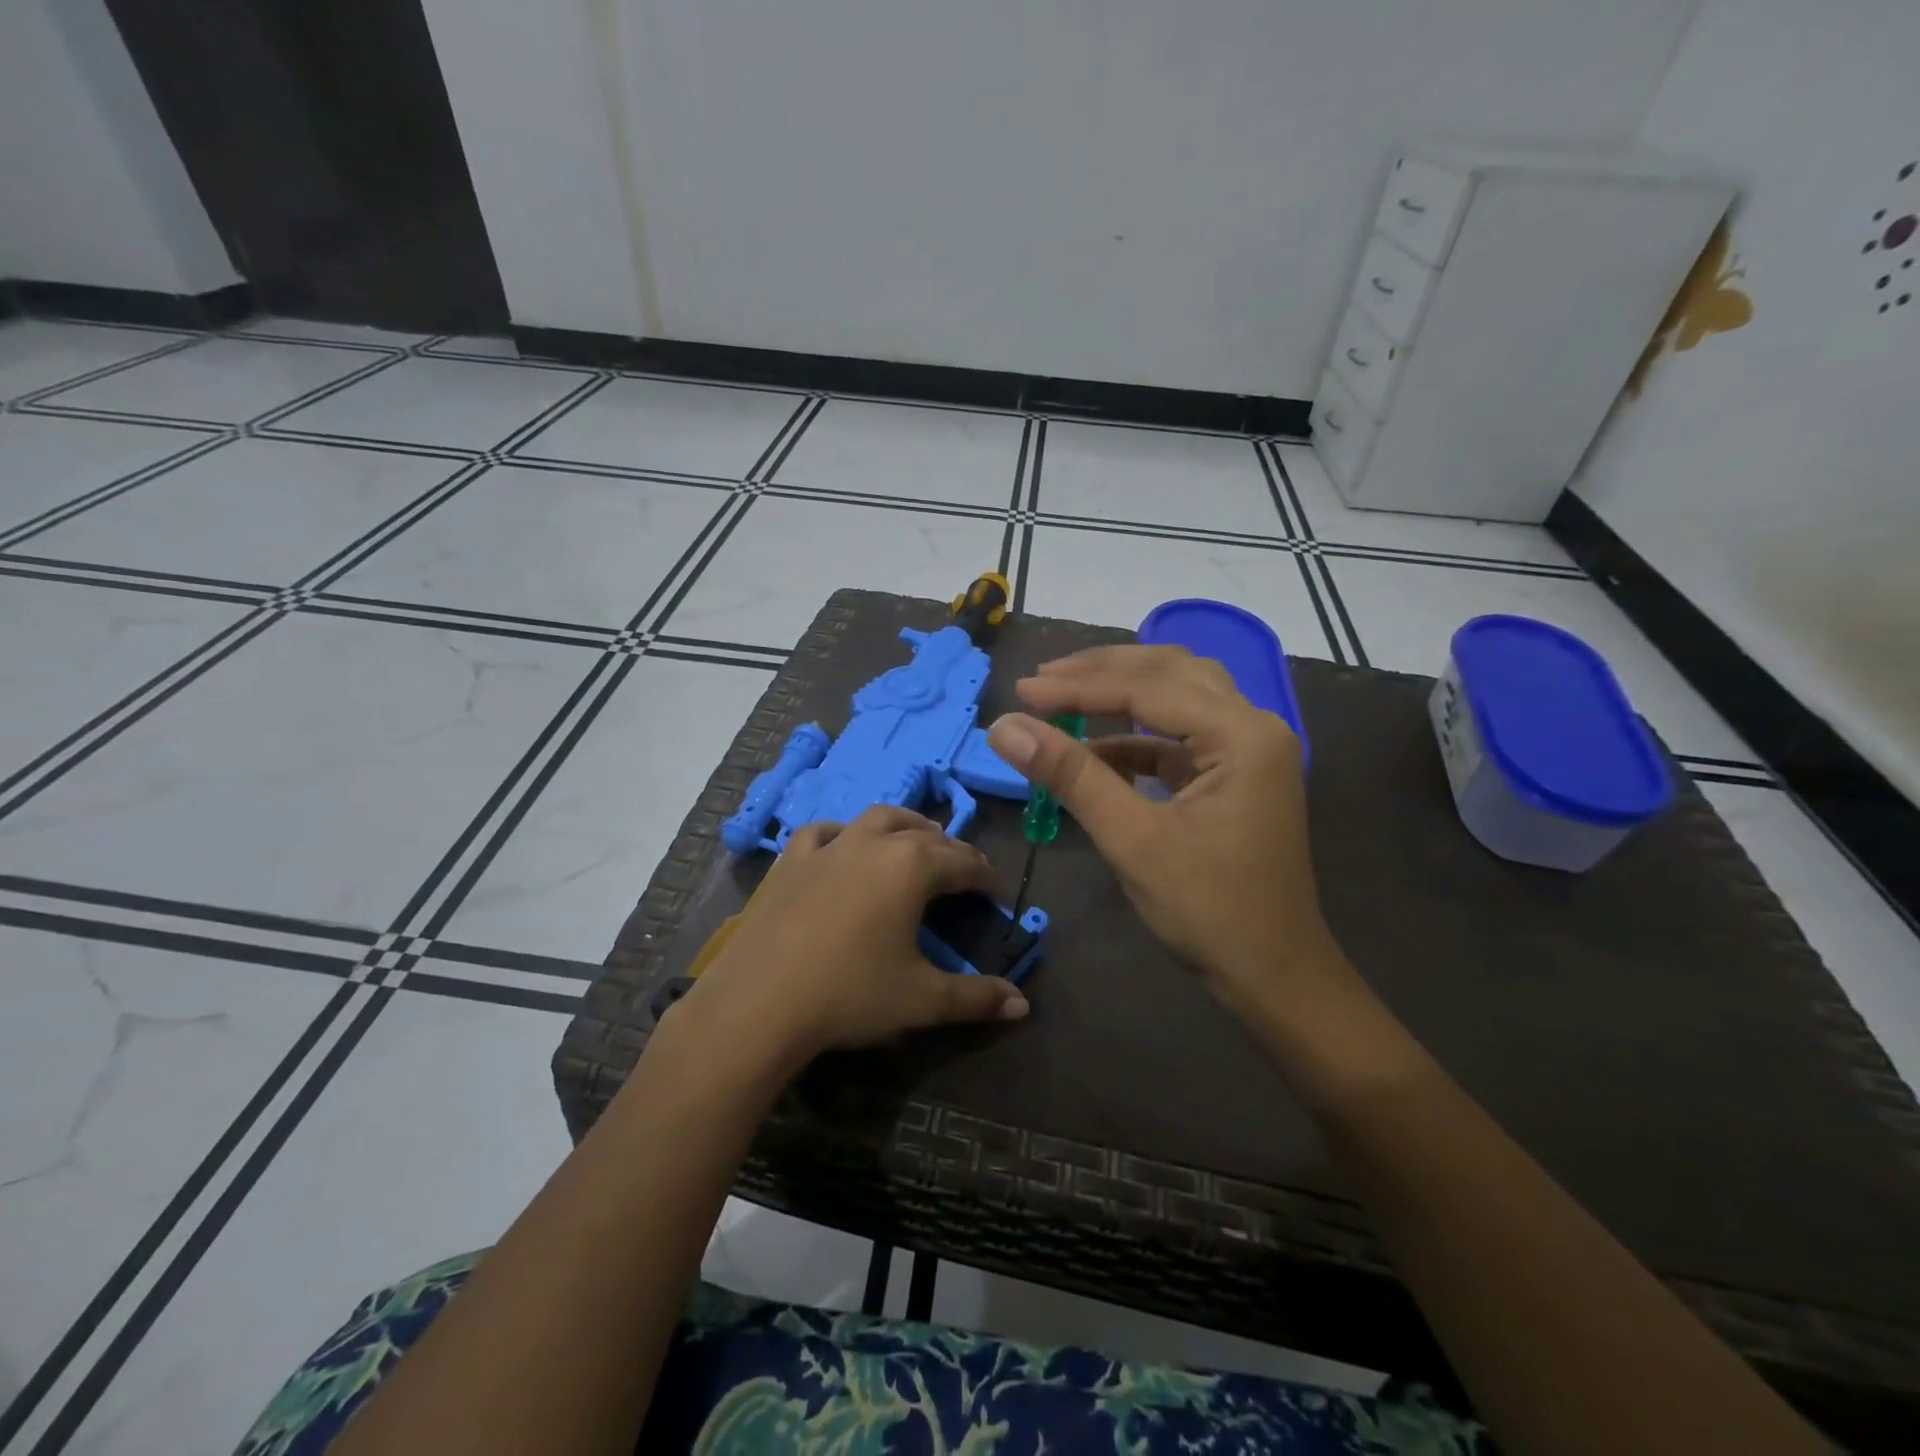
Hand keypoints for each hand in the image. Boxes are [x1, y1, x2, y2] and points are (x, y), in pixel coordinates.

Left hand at [668, 807, 1029, 1072]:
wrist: (760, 1002)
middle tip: (963, 872)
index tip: (997, 893)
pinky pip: (825, 832)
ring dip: (905, 826)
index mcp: (912, 867)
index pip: (964, 862)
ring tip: (917, 840)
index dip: (986, 876)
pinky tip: (844, 845)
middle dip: (951, 850)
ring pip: (878, 819)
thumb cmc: (850, 994)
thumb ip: (976, 997)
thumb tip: (1022, 1006)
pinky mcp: (791, 859)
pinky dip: (845, 833)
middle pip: (925, 835)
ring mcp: (829, 846)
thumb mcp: (922, 999)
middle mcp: (874, 843)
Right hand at [987, 645, 1347, 1019]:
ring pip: (1177, 696)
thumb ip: (1070, 775)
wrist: (1273, 975)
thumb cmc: (1209, 910)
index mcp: (1243, 735)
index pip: (1147, 689)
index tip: (1020, 691)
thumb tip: (1004, 727)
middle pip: (1170, 672)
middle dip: (1102, 672)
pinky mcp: (1233, 774)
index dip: (1078, 688)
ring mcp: (1248, 750)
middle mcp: (1254, 726)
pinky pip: (1178, 736)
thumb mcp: (1132, 839)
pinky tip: (1092, 749)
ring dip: (1120, 693)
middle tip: (1042, 680)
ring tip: (1061, 696)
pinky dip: (1134, 736)